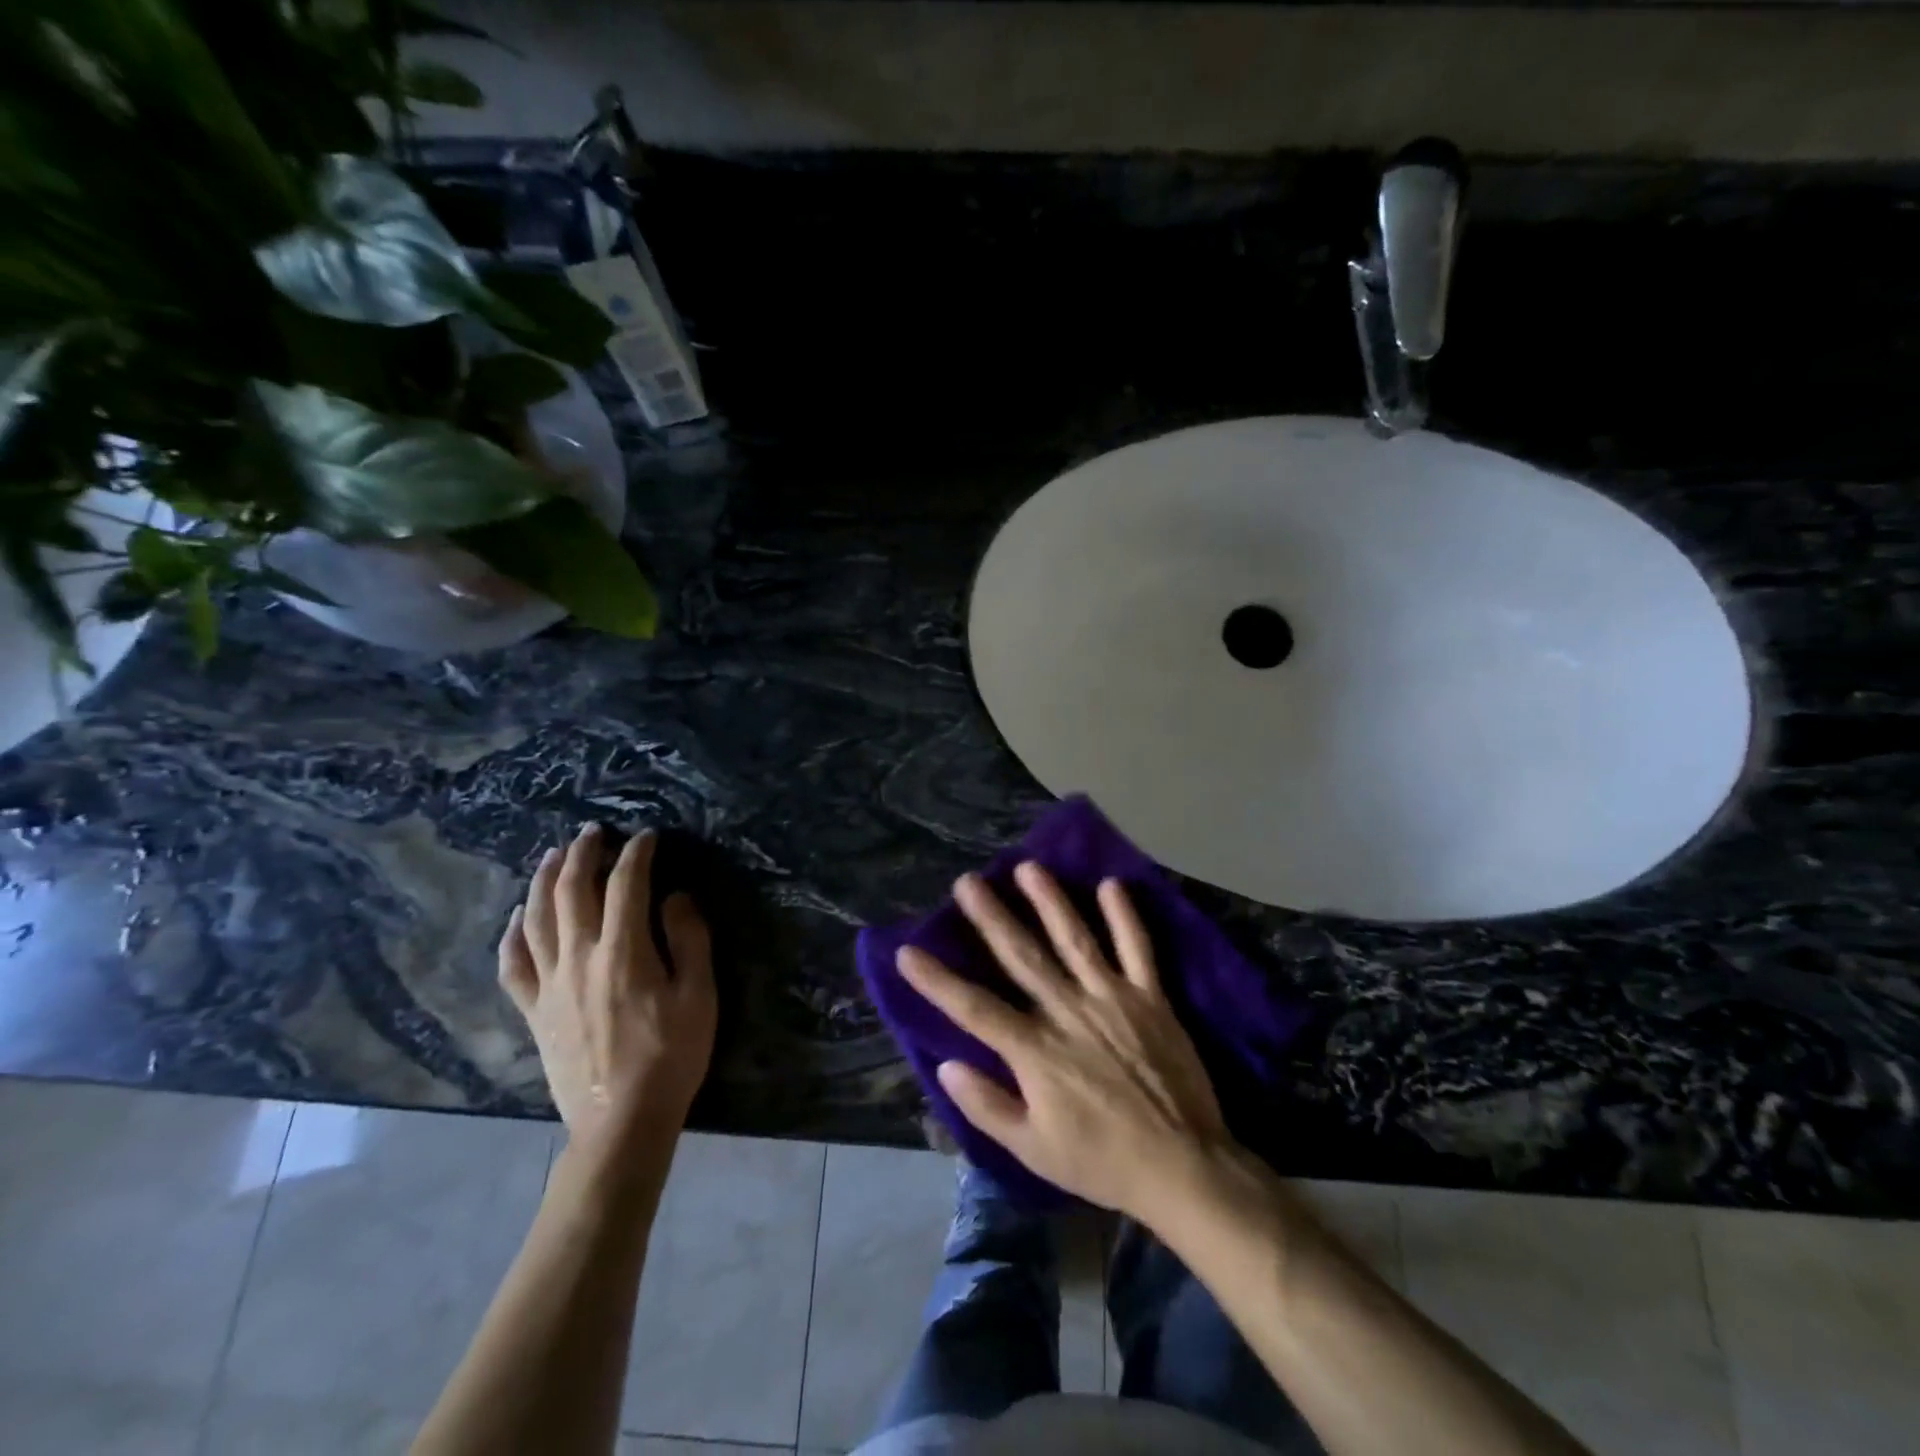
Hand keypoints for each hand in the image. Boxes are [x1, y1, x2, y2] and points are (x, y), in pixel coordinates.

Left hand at [498, 824, 715, 1143]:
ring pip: (536, 918)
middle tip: (593, 831)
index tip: (648, 836)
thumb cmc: (671, 1055)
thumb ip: (689, 939)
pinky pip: (512, 965)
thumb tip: (675, 897)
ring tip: (553, 855)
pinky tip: (516, 917)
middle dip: (583, 853)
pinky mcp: (534, 1011)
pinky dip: (511, 935)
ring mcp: (550, 984)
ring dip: (543, 880)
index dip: (637, 853)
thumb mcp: (699, 995)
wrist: (621, 1121)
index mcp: (623, 951)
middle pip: (571, 890)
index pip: (626, 884)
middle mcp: (579, 957)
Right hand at [897, 863, 1231, 1224]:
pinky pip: (1137, 949)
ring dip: (1050, 901)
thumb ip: (988, 1106)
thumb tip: (947, 1066)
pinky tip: (1111, 884)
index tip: (908, 951)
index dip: (938, 981)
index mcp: (1036, 1051)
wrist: (1182, 1166)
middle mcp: (1068, 1012)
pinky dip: (1124, 916)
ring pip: (1074, 939)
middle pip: (1021, 956)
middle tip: (968, 882)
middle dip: (991, 917)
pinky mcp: (1150, 998)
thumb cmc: (1101, 1161)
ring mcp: (1112, 998)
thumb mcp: (1033, 1150)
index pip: (975, 1008)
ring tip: (1028, 867)